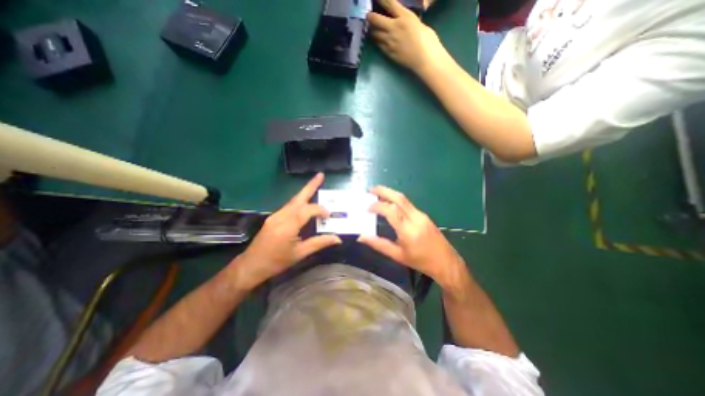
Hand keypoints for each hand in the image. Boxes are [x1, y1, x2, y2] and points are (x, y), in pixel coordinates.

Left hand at [232, 174, 340, 289]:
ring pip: (293, 200)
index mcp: (288, 225)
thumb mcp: (300, 254)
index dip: (320, 210)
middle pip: (298, 197)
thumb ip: (319, 243)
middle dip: (311, 185)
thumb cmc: (276, 262)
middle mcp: (281, 216)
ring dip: (305, 192)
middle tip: (321, 175)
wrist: (251, 266)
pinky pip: (289, 206)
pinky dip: (299, 202)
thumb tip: (337, 238)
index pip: (308, 210)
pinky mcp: (273, 217)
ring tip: (316, 184)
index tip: (328, 216)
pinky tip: (305, 204)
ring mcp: (275, 215)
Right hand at [359, 185, 466, 290]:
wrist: (446, 262)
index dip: (377, 206)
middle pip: (399, 198)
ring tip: (377, 194)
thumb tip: (361, 236)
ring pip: (404, 199)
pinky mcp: (424, 215)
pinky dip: (396, 200)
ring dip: (390, 193)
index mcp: (408, 231)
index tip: (367, 208)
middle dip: (383, 191)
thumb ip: (378, 244)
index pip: (391, 211)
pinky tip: (389, 203)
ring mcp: (421, 215)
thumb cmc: (421, 262)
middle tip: (370, 190)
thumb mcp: (397, 255)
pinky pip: (408, 204)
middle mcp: (416, 218)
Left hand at [370, 0, 451, 74]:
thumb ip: (409, 23)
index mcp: (405, 17)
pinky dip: (377, 41)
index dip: (380, 0)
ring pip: (374, 34)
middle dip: (370, 17)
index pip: (389, 3)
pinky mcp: (388, 53)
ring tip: (371, 29)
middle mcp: (394, 28)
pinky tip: (377, 40)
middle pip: (376, 20)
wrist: (424, 59)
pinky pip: (379, 45)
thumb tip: (405, 23)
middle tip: (369, 17)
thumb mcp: (419, 24)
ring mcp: (389, 42)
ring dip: (372, 31)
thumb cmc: (428, 41)